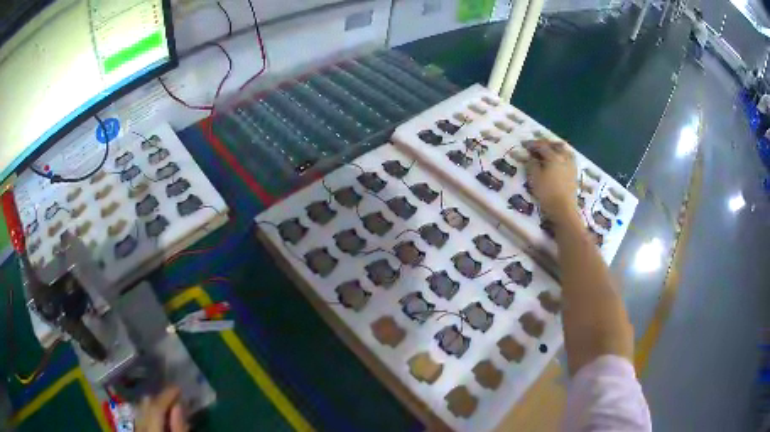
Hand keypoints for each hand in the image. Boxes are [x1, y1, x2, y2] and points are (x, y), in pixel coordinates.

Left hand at [136, 387, 188, 431]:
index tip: (178, 387)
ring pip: (141, 407)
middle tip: (174, 396)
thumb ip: (179, 426)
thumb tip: (179, 404)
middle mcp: (139, 422)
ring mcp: (135, 425)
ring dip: (154, 403)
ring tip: (167, 405)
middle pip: (146, 403)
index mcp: (150, 427)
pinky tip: (158, 414)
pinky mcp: (136, 427)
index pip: (156, 406)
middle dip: (159, 398)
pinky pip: (140, 414)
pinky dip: (149, 411)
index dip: (167, 395)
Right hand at [524, 140, 577, 219]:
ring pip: (565, 150)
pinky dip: (562, 156)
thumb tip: (530, 157)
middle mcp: (565, 157)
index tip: (524, 145)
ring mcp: (571, 165)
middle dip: (546, 144)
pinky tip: (558, 162)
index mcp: (554, 156)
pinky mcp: (574, 174)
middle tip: (537, 147)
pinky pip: (569, 158)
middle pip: (556, 145)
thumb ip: (531, 164)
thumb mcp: (534, 178)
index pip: (542, 146)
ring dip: (556, 148)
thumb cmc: (547, 193)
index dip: (532, 144)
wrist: (563, 209)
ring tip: (549, 152)